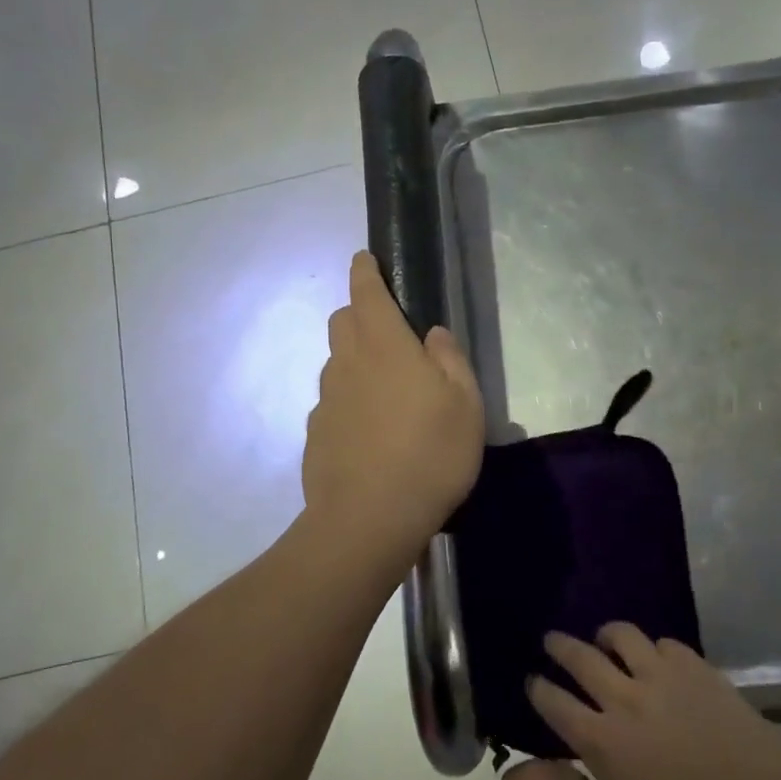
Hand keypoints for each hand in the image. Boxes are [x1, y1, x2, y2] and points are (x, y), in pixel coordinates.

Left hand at [302, 251, 483, 565]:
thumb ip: (449, 361)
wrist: (369, 520)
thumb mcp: (465, 405)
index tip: (364, 259)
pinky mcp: (315, 434)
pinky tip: (369, 431)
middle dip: (359, 313)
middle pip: (342, 322)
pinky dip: (348, 401)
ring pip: (336, 363)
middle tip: (388, 332)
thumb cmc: (430, 454)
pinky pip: (332, 402)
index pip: (366, 292)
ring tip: (385, 391)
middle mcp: (346, 364)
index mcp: (384, 346)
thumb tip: (432, 334)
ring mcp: (325, 400)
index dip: (365, 271)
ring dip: (354, 361)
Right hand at [527, 624, 780, 779]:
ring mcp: (664, 678)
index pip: (554, 702)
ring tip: (605, 640)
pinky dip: (653, 649)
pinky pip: (666, 644)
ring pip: (622, 635)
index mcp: (602, 741)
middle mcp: (625, 698)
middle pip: (580, 658)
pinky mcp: (699, 670)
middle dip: (559, 646)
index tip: (532, 681)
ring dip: (606, 635)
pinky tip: (657, 661)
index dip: (537, 689)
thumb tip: (554, 768)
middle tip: (551, 640)